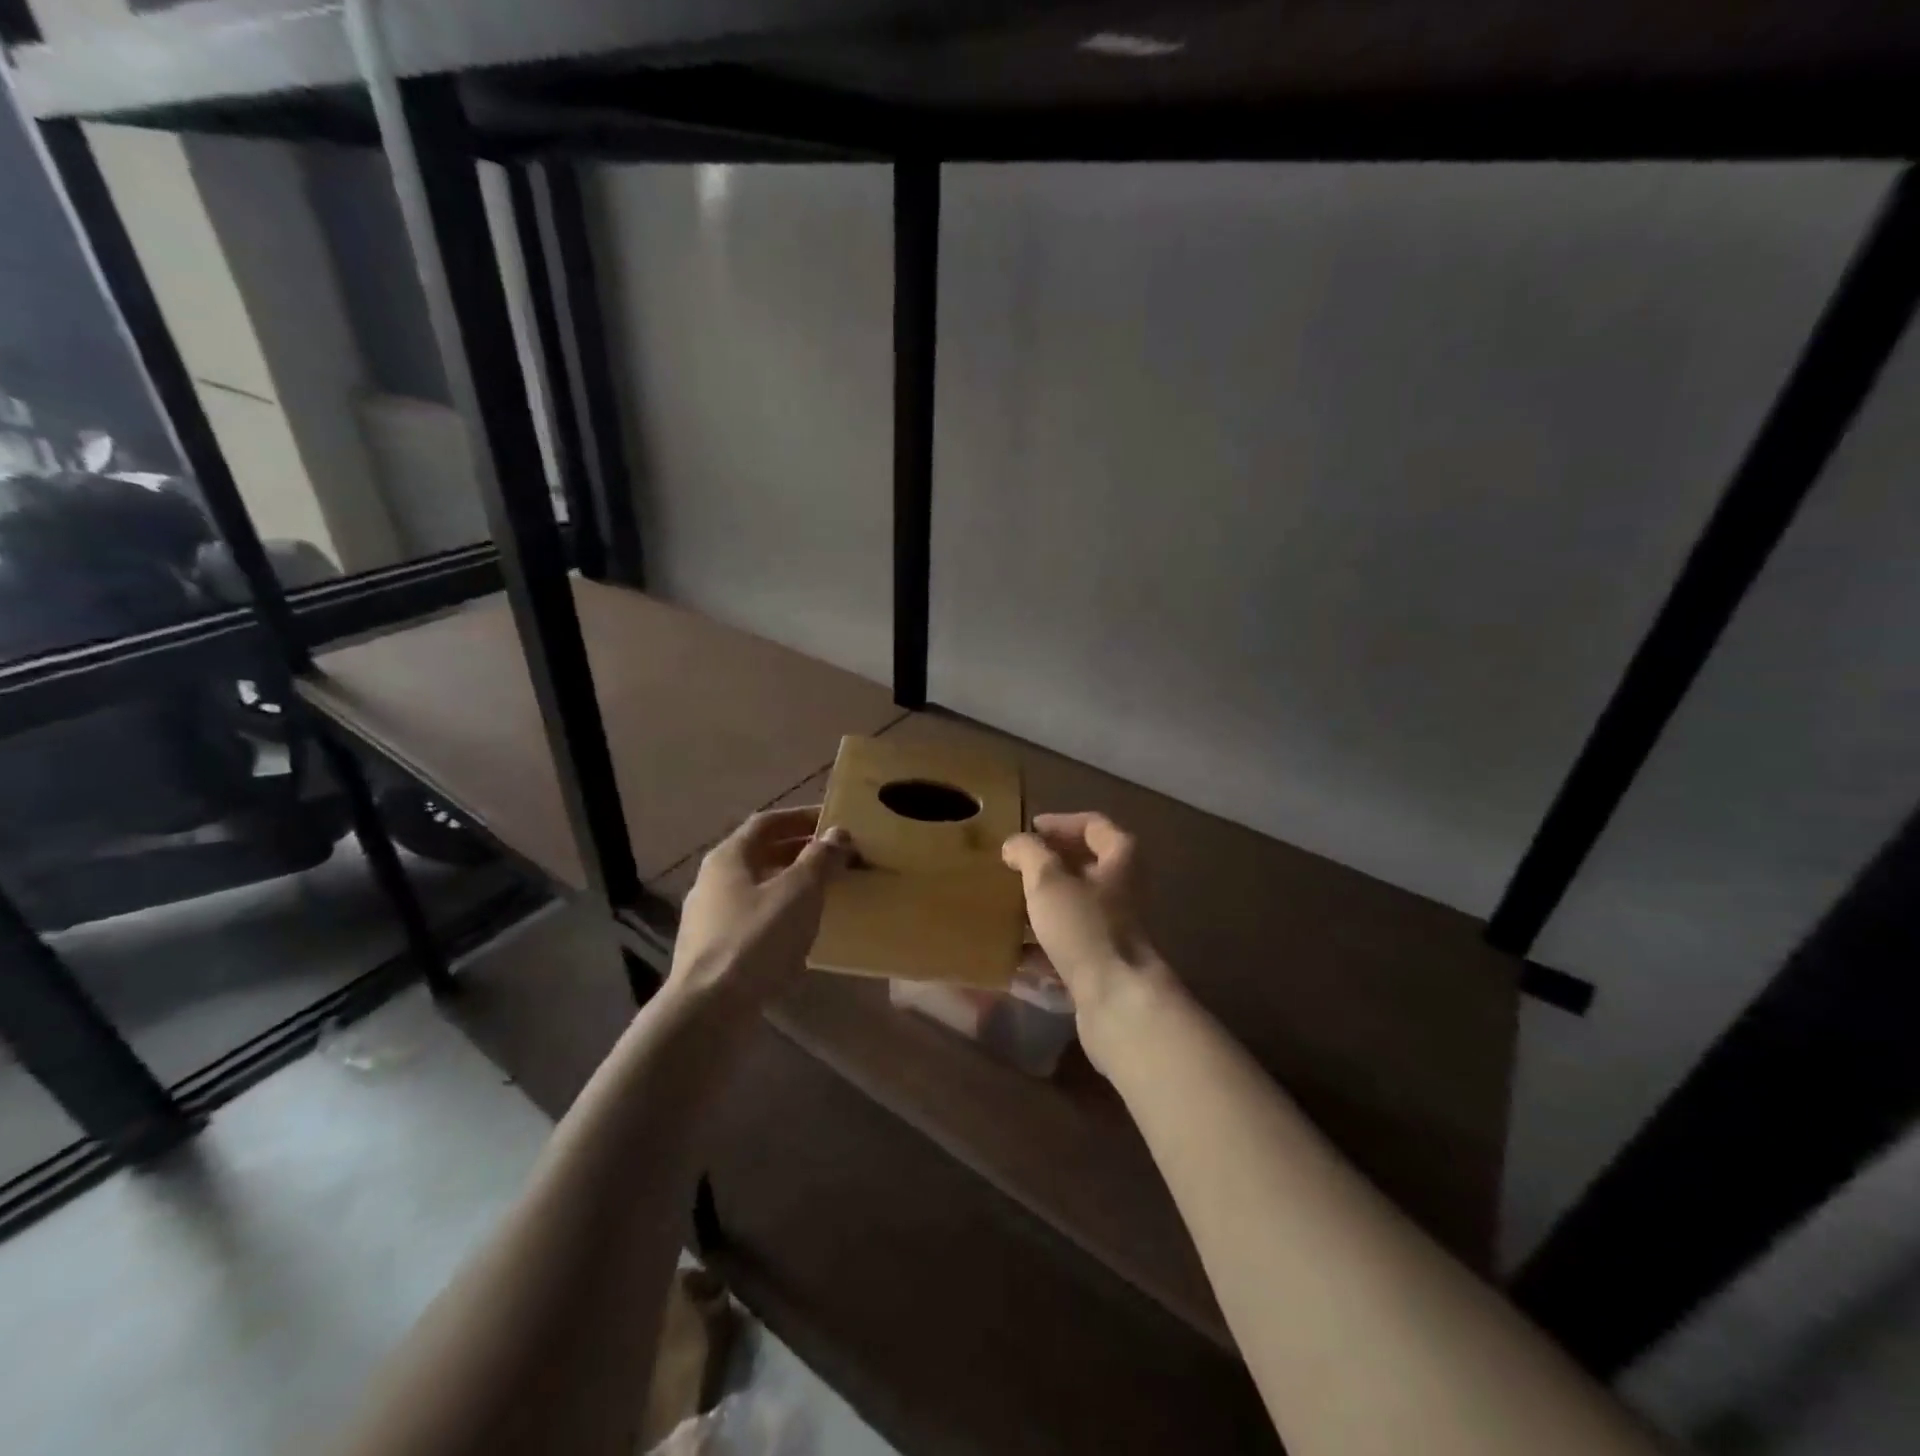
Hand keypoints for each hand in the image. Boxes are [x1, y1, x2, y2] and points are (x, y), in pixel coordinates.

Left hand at [670, 807, 851, 1009]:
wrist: (708, 1010)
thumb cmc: (756, 939)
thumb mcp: (799, 892)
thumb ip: (820, 859)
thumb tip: (837, 833)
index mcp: (728, 857)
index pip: (767, 822)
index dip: (801, 817)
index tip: (833, 821)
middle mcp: (712, 881)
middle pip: (760, 855)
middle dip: (799, 851)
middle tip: (836, 857)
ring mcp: (708, 918)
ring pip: (756, 888)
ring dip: (790, 884)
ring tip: (824, 892)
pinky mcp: (711, 951)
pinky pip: (752, 919)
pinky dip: (779, 914)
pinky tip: (800, 931)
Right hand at [1002, 812, 1178, 1074]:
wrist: (1117, 1001)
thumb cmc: (1084, 927)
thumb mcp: (1048, 880)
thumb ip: (1029, 853)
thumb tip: (1015, 843)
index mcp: (1119, 861)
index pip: (1094, 826)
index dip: (1061, 823)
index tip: (1029, 830)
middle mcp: (1122, 892)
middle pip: (1084, 868)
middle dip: (1047, 867)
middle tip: (1012, 867)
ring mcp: (1112, 931)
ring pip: (1073, 909)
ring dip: (1040, 907)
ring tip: (1004, 907)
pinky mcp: (1101, 965)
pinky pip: (1066, 947)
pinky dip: (1040, 947)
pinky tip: (1010, 953)